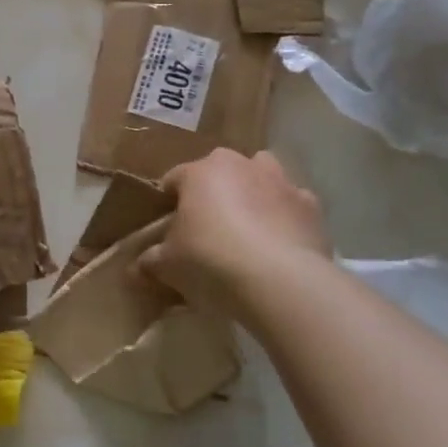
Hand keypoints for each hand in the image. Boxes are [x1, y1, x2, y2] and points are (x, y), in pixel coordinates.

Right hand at [138, 150, 330, 324]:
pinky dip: (285, 218)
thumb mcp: (168, 265)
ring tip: (248, 229)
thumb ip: (150, 260)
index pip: (174, 179)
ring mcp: (281, 181)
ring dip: (254, 194)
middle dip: (214, 192)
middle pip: (220, 171)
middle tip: (208, 228)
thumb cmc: (211, 261)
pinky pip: (292, 205)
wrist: (280, 281)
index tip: (166, 227)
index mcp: (200, 171)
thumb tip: (136, 267)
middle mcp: (241, 165)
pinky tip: (280, 245)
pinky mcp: (311, 206)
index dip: (168, 202)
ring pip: (262, 177)